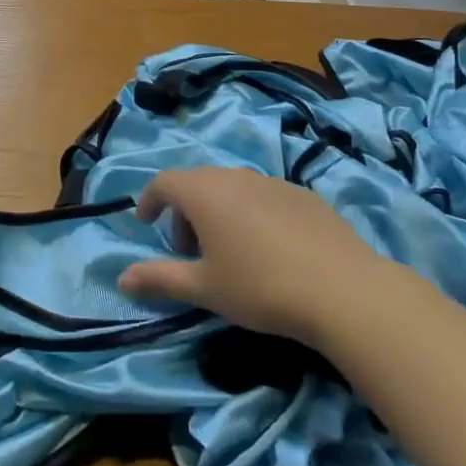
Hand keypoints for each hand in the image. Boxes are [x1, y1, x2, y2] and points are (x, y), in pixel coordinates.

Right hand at [118, 167, 386, 347]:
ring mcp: (271, 180)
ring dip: (218, 212)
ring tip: (229, 252)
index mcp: (204, 192)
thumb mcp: (204, 289)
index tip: (146, 224)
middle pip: (197, 184)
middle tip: (190, 251)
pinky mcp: (302, 193)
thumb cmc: (261, 287)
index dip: (149, 201)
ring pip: (231, 188)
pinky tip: (269, 250)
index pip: (163, 182)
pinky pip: (262, 195)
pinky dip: (250, 213)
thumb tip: (122, 278)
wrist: (343, 289)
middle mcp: (234, 175)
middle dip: (184, 212)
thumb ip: (160, 279)